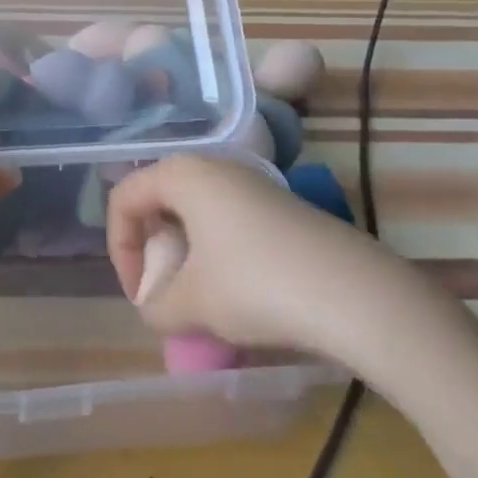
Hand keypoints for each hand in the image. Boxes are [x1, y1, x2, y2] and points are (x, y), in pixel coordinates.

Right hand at [106, 154, 425, 367]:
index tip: (139, 295)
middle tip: (165, 294)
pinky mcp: (285, 208)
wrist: (358, 295)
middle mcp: (215, 167)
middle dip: (154, 251)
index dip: (119, 248)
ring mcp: (254, 185)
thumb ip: (156, 307)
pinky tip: (242, 297)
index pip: (125, 198)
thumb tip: (155, 310)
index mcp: (182, 174)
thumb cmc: (256, 286)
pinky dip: (221, 256)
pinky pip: (232, 223)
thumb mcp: (192, 304)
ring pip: (198, 214)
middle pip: (160, 201)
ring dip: (188, 256)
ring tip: (202, 301)